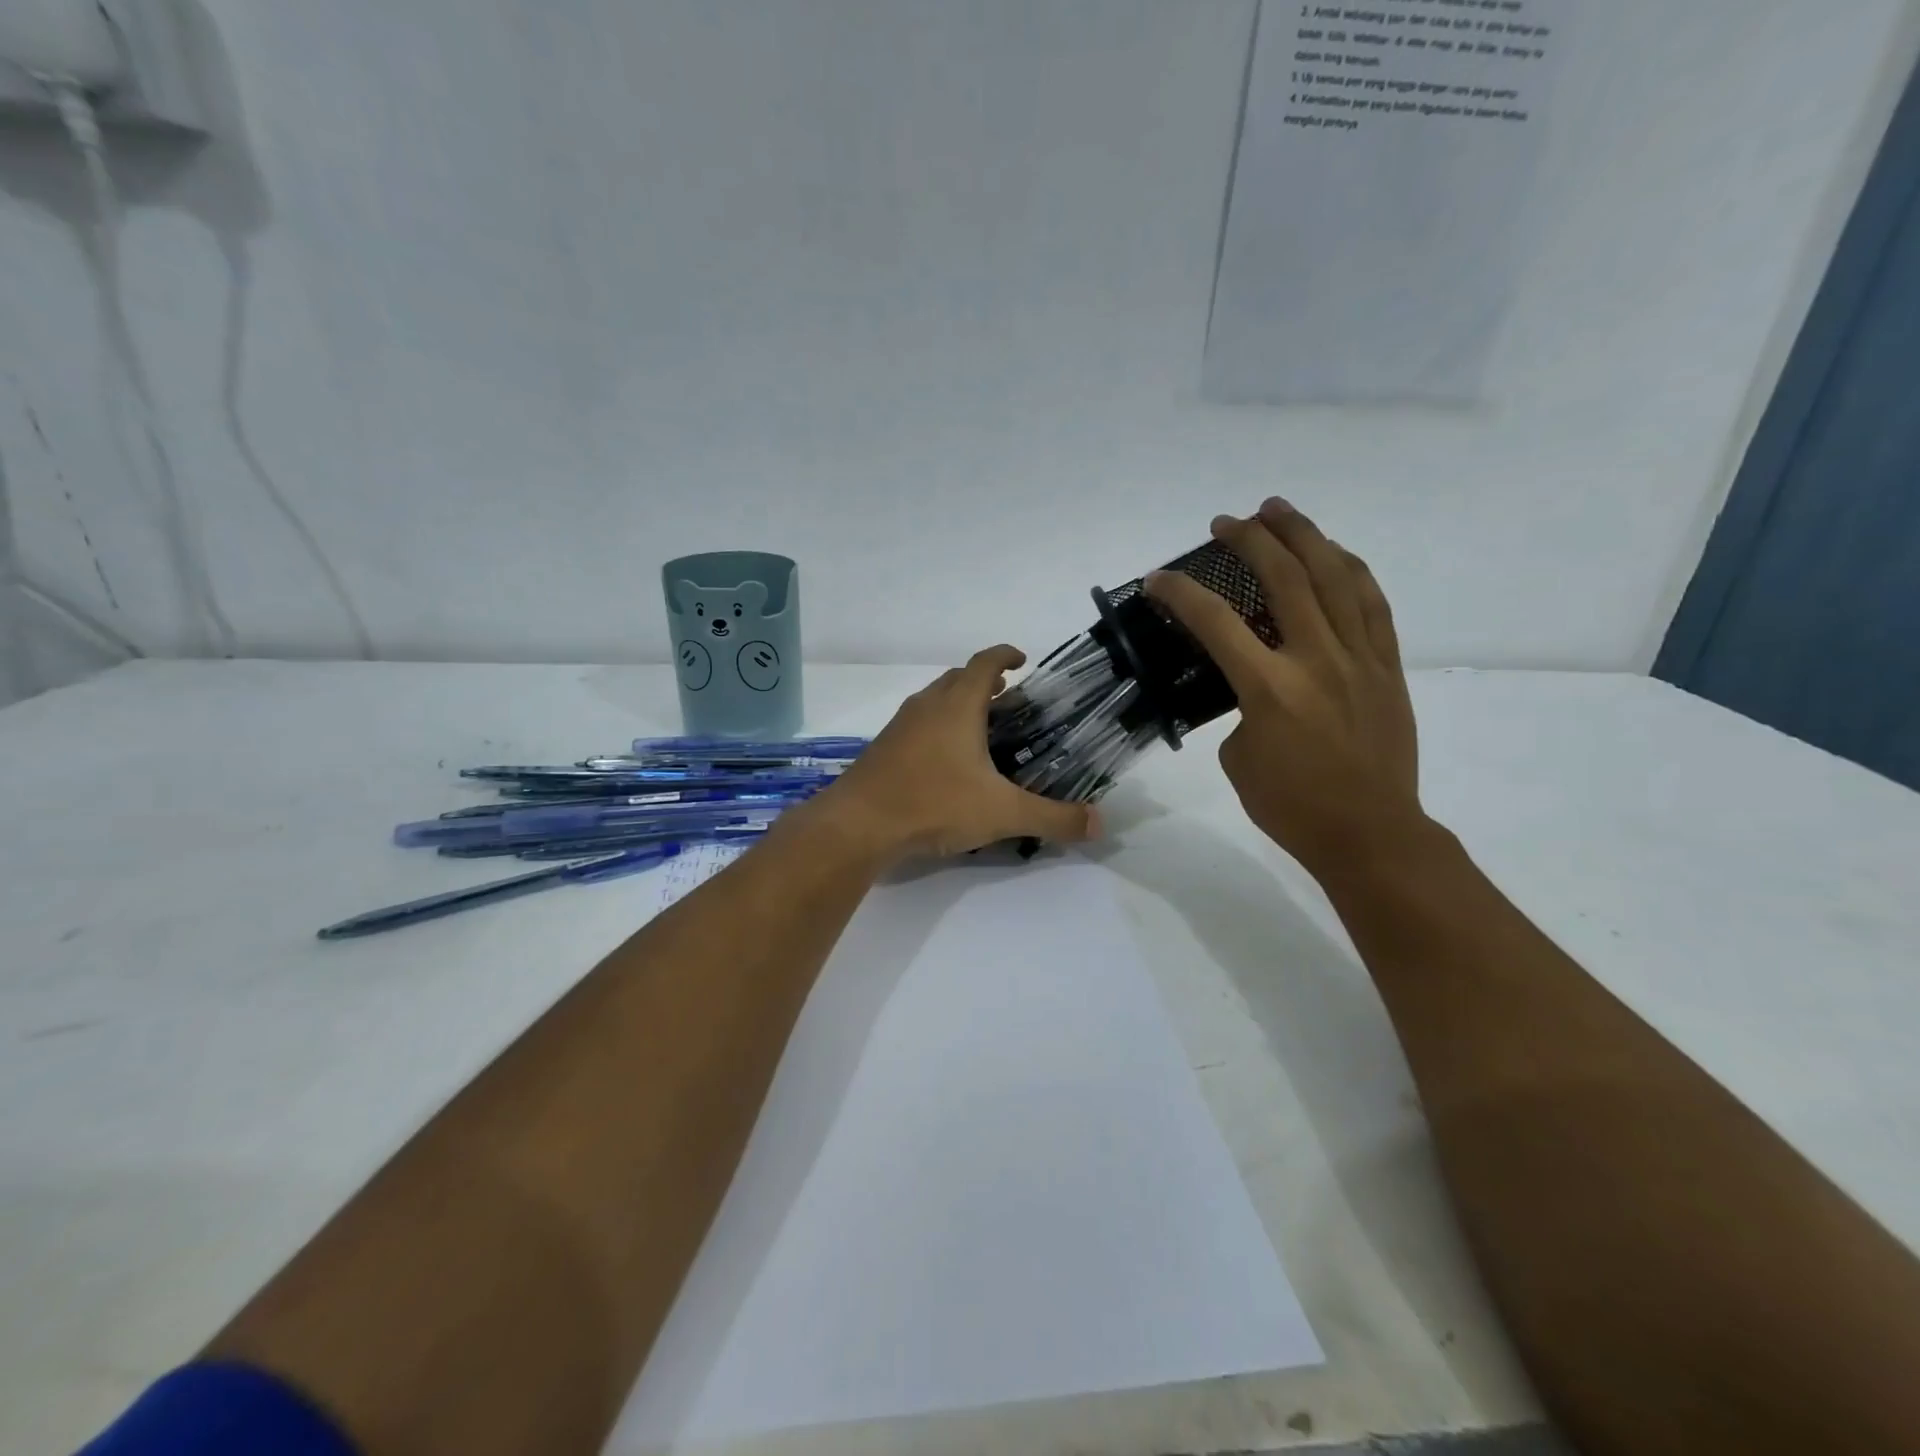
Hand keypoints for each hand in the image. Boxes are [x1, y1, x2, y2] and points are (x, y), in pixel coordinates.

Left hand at [814, 647, 1101, 862]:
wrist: (858, 824)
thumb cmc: (934, 804)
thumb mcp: (1003, 813)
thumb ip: (1053, 818)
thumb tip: (1099, 823)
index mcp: (957, 705)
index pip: (985, 662)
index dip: (1005, 655)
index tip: (1023, 660)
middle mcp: (927, 706)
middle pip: (958, 678)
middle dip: (985, 682)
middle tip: (1011, 700)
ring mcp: (900, 726)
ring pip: (934, 701)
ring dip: (959, 704)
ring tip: (982, 728)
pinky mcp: (883, 748)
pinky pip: (917, 724)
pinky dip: (938, 728)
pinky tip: (946, 762)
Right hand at [1146, 500, 1424, 879]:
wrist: (1369, 833)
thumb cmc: (1291, 806)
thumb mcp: (1239, 758)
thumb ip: (1241, 710)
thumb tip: (1255, 687)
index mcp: (1269, 688)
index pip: (1216, 622)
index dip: (1181, 593)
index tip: (1159, 578)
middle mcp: (1316, 660)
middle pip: (1284, 578)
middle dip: (1250, 540)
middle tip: (1226, 523)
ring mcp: (1358, 659)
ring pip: (1335, 577)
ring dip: (1305, 536)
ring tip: (1280, 511)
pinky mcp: (1387, 667)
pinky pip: (1373, 605)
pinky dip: (1352, 570)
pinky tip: (1336, 553)